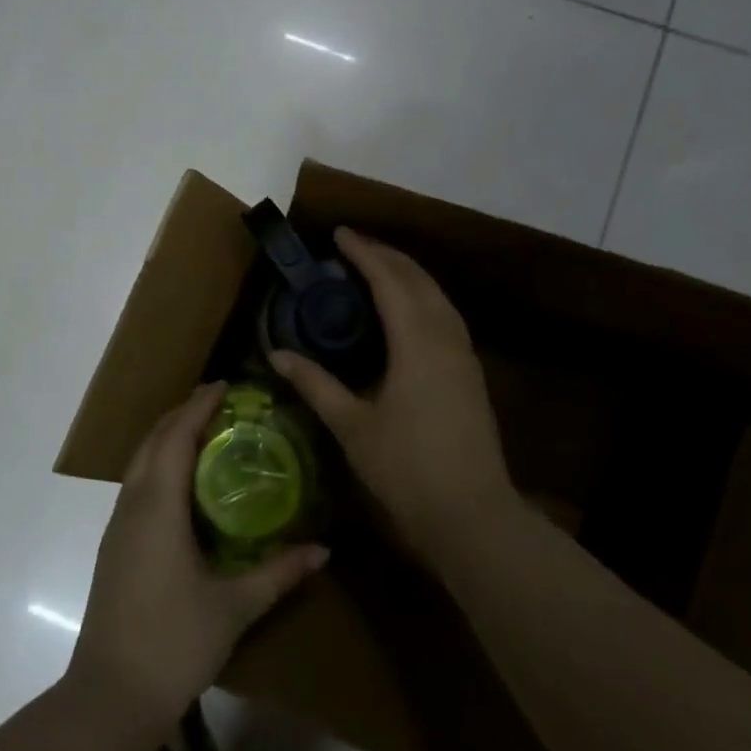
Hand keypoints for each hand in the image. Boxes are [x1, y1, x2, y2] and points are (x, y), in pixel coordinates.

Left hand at [69, 382, 328, 734]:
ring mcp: (117, 526)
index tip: (224, 386)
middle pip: (152, 441)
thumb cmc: (174, 642)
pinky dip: (158, 464)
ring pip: (139, 462)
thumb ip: (279, 573)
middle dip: (181, 414)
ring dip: (166, 438)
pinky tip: (181, 483)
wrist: (110, 694)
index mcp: (158, 507)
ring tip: (202, 431)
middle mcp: (132, 505)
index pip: (175, 436)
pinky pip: (136, 485)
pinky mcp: (113, 546)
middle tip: (218, 402)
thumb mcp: (235, 606)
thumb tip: (323, 551)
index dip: (198, 406)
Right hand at [271, 229, 515, 562]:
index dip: (364, 254)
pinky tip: (407, 311)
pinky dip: (423, 298)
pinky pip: (446, 315)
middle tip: (353, 246)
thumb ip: (315, 384)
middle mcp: (446, 338)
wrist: (472, 515)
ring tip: (377, 267)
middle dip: (387, 256)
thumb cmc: (407, 469)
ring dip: (409, 274)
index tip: (339, 235)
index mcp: (417, 343)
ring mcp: (465, 356)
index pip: (389, 281)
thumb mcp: (352, 425)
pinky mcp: (470, 374)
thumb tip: (278, 355)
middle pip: (419, 280)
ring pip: (438, 296)